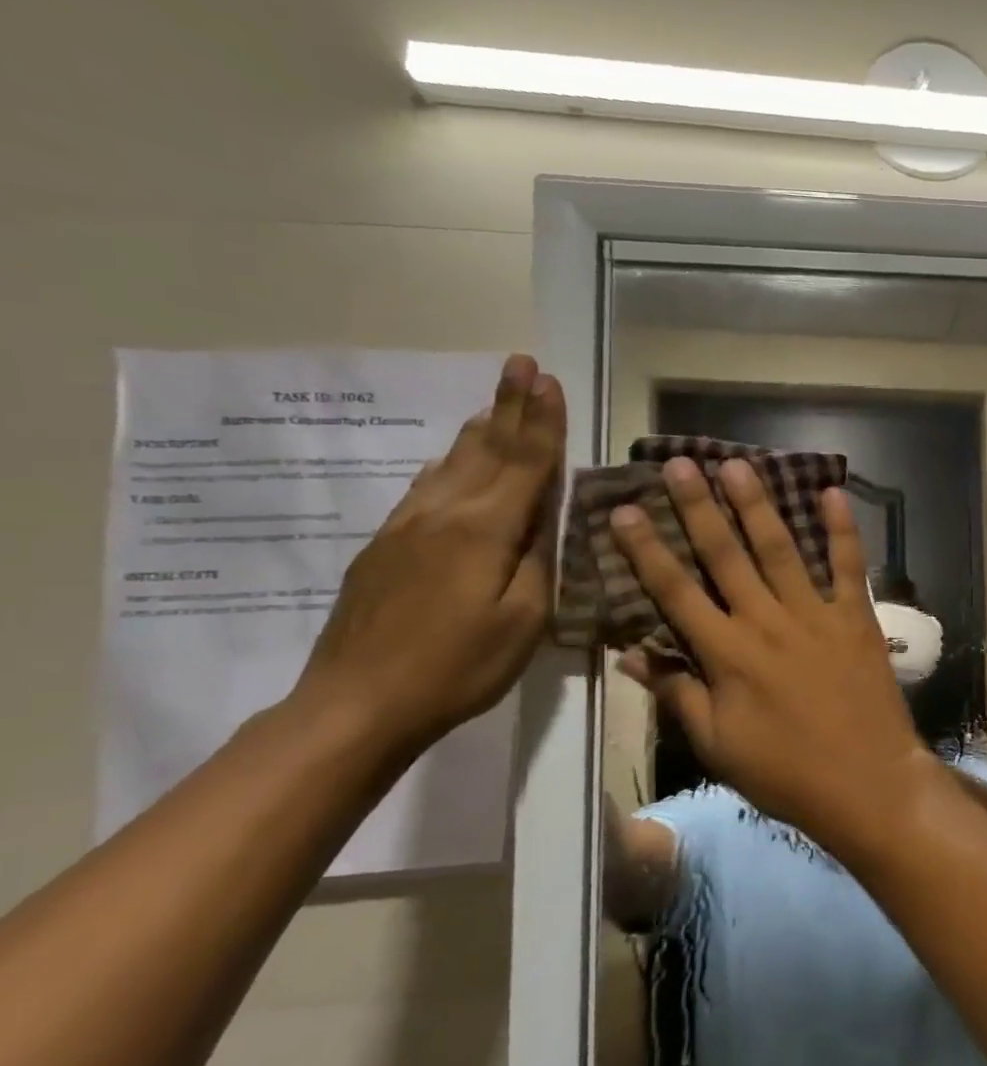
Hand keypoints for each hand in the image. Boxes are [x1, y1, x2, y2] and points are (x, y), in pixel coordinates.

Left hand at [293, 354, 566, 754]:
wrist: (357, 702)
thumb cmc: (458, 666)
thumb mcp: (523, 620)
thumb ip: (537, 560)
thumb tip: (544, 516)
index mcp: (482, 529)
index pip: (524, 462)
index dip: (541, 421)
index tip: (549, 379)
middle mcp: (442, 513)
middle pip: (485, 449)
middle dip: (508, 405)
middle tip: (521, 363)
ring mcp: (406, 527)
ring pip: (451, 463)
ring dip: (480, 428)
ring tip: (495, 402)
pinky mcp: (385, 547)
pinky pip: (427, 487)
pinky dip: (451, 462)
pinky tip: (454, 460)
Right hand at [610, 457, 931, 844]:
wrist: (867, 782)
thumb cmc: (786, 772)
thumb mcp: (718, 745)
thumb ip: (678, 694)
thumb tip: (633, 655)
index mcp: (727, 654)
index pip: (675, 592)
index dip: (647, 550)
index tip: (625, 510)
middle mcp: (767, 622)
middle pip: (725, 556)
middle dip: (699, 508)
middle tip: (679, 464)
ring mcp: (816, 615)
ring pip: (781, 549)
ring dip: (758, 505)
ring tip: (738, 465)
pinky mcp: (856, 618)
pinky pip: (849, 566)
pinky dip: (842, 529)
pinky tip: (831, 493)